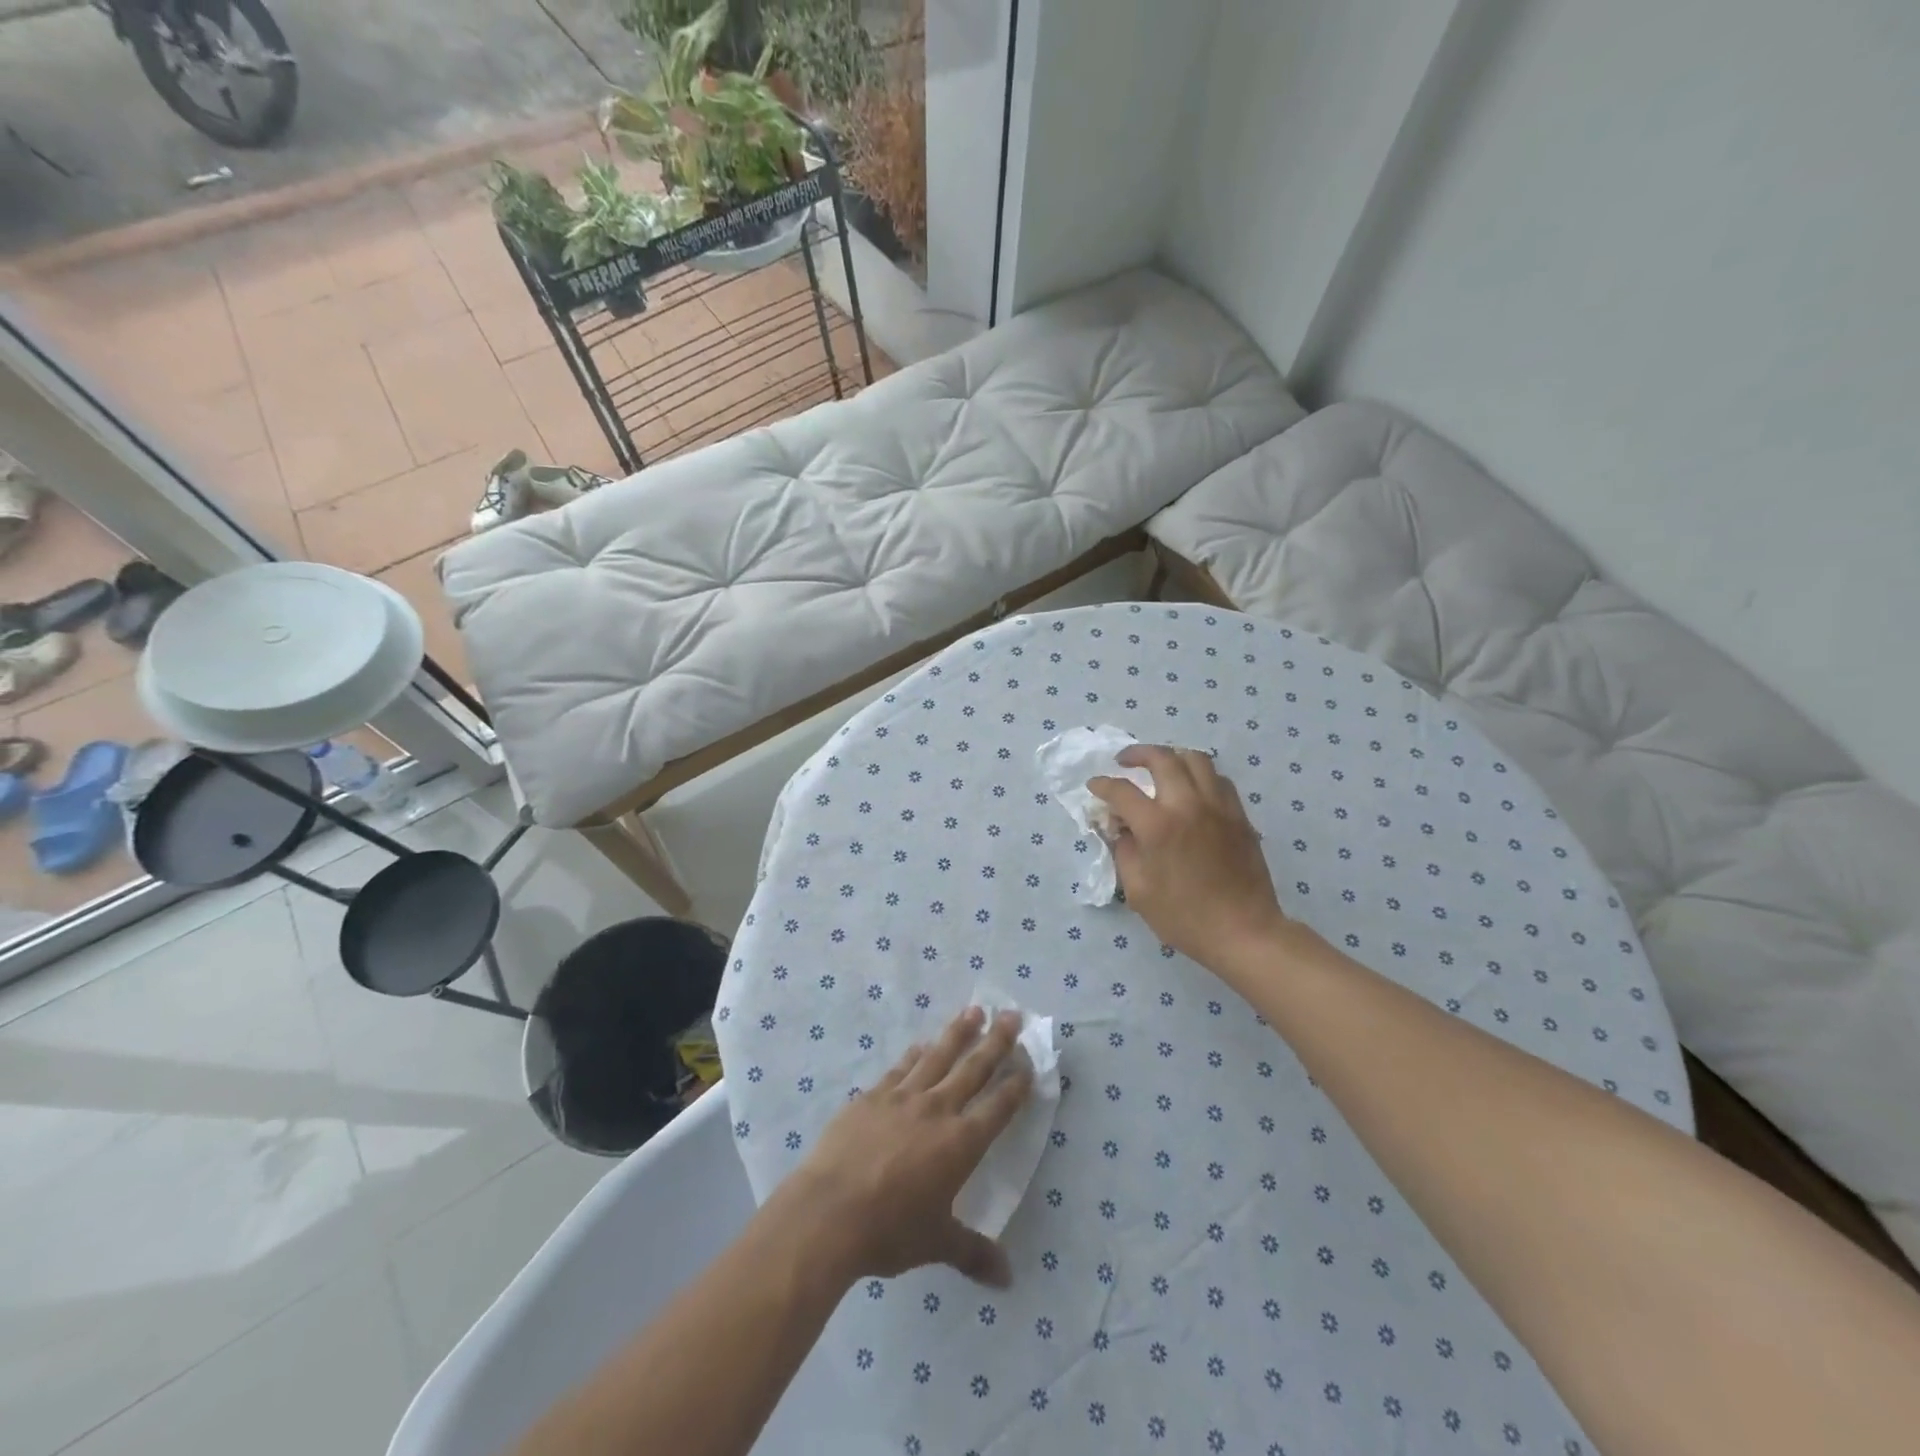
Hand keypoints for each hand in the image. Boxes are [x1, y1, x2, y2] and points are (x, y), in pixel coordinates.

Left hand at [783, 1006, 1032, 1288]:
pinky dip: (916, 1054)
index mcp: (961, 1143)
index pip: (998, 1107)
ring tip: (974, 1011)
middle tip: (1012, 1014)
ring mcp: (903, 1097)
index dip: (1016, 1085)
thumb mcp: (936, 1244)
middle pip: (973, 1068)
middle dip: (996, 1041)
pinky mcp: (872, 1096)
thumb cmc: (889, 1230)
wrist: (829, 1211)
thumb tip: (1008, 1280)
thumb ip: (973, 1253)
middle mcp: (937, 1110)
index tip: (1029, 1061)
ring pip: (939, 1056)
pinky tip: (922, 1044)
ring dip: (959, 1032)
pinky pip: (902, 1067)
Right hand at [1088, 744, 1288, 969]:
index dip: (1102, 785)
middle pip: (1161, 758)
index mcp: (1157, 826)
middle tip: (1124, 762)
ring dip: (1172, 757)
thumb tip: (1119, 826)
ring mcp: (1218, 806)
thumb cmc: (1183, 917)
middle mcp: (1188, 805)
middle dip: (1137, 754)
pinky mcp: (1239, 815)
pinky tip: (1191, 789)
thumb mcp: (1138, 890)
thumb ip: (1123, 850)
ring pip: (1195, 759)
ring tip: (1160, 767)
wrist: (1243, 931)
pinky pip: (1218, 779)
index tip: (1094, 786)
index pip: (1122, 790)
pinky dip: (1199, 775)